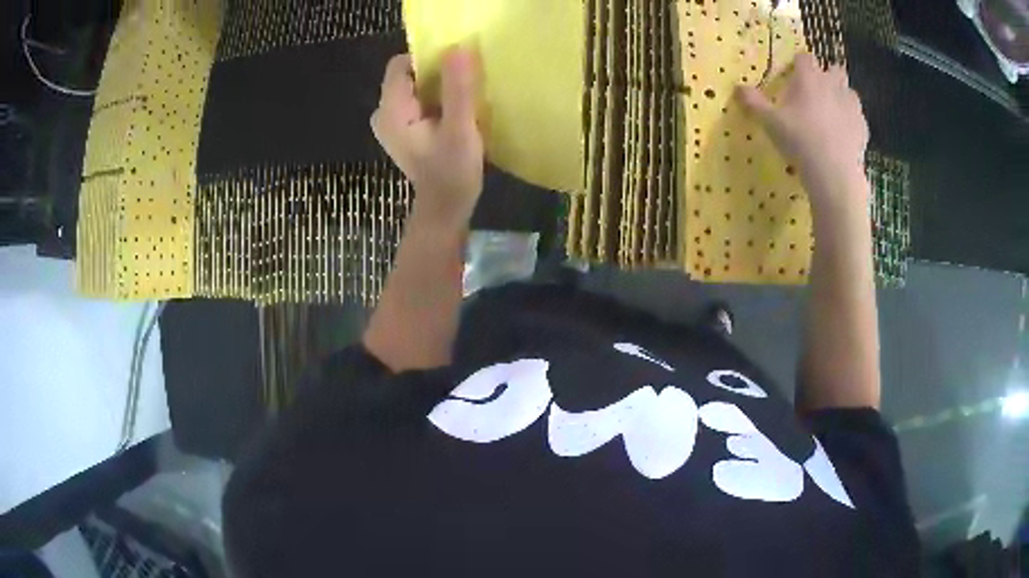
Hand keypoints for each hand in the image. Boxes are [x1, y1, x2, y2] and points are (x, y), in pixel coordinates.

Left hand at [371, 49, 483, 230]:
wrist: (445, 209)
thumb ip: (457, 89)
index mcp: (391, 110)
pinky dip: (435, 100)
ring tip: (461, 100)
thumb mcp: (460, 128)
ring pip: (415, 87)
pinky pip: (418, 100)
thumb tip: (457, 48)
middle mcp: (384, 113)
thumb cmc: (452, 171)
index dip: (427, 58)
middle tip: (463, 85)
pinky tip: (453, 113)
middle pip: (408, 75)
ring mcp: (391, 123)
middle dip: (436, 73)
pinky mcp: (402, 130)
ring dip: (438, 86)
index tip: (455, 68)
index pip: (400, 64)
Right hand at [737, 54, 868, 207]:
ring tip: (832, 114)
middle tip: (817, 92)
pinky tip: (843, 136)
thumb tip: (738, 87)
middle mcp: (833, 84)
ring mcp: (852, 106)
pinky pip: (857, 118)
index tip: (794, 74)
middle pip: (834, 69)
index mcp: (809, 78)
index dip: (799, 64)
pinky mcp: (863, 127)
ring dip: (841, 97)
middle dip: (827, 75)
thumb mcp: (770, 122)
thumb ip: (755, 103)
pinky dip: (851, 122)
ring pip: (849, 92)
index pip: (805, 57)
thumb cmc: (800, 140)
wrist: (834, 173)